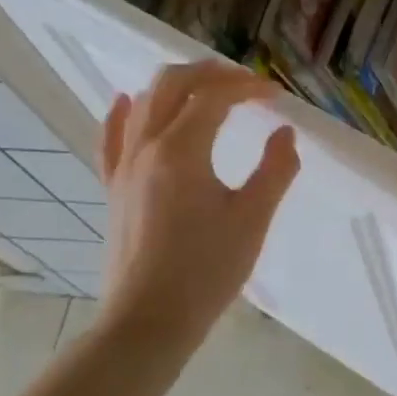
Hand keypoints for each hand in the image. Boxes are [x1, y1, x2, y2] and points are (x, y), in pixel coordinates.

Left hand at [98, 61, 300, 334]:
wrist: (148, 322)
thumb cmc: (206, 270)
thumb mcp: (253, 218)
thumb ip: (275, 169)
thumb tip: (285, 133)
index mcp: (181, 150)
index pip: (214, 96)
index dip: (247, 88)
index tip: (276, 97)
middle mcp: (146, 147)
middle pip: (171, 84)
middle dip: (209, 73)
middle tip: (244, 82)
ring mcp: (123, 167)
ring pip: (142, 104)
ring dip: (176, 86)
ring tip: (207, 90)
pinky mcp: (113, 189)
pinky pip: (111, 139)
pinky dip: (122, 113)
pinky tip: (124, 100)